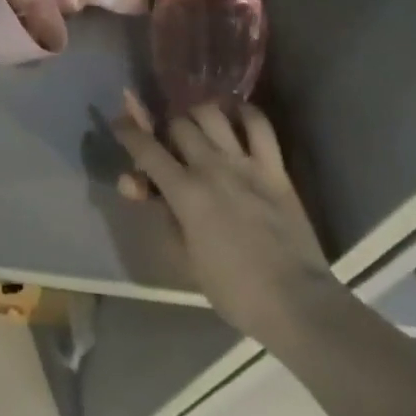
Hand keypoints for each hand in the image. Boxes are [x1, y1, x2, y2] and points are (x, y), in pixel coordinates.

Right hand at [113, 90, 335, 347]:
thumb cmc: (234, 291)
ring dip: (198, 116)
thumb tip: (135, 185)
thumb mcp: (186, 260)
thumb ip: (161, 216)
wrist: (296, 302)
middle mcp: (211, 166)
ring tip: (198, 128)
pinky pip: (259, 124)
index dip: (128, 132)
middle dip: (166, 129)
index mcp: (185, 192)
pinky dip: (244, 113)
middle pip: (178, 124)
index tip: (119, 124)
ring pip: (212, 114)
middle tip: (167, 144)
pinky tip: (236, 118)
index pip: (146, 148)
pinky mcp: (274, 166)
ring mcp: (245, 162)